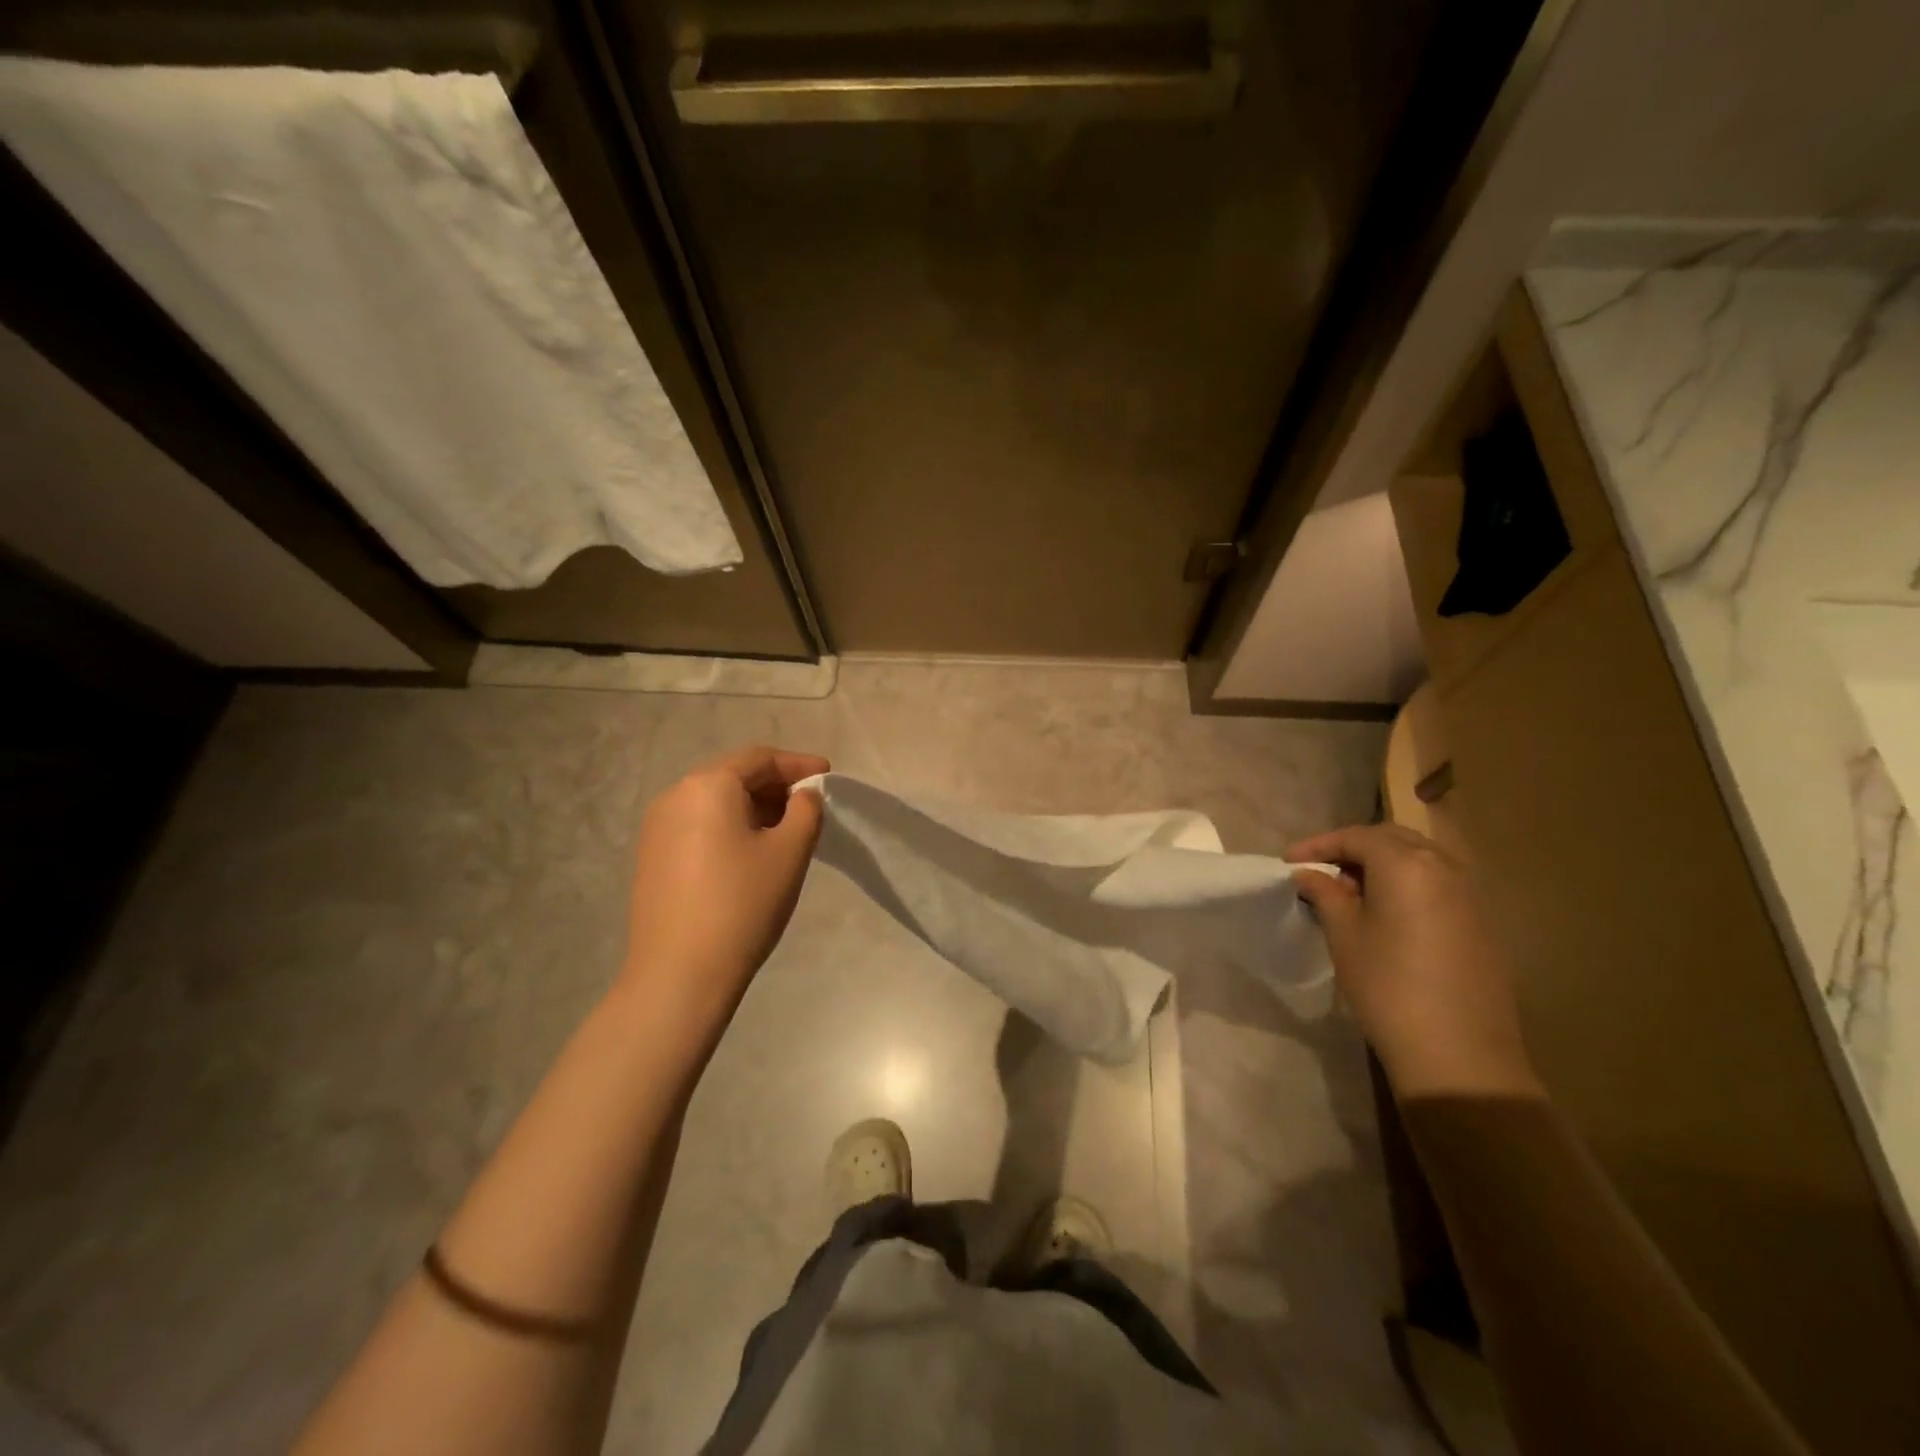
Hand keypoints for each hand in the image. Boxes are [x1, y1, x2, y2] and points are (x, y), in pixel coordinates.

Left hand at [622, 747, 828, 1026]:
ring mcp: (657, 827)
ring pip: (715, 801)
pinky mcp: (652, 856)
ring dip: (753, 806)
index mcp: (708, 785)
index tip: (829, 776)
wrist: (679, 974)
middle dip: (775, 785)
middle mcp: (675, 795)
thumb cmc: (743, 904)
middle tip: (810, 805)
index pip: (760, 758)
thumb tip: (803, 795)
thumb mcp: (790, 852)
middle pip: (734, 775)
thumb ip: (806, 810)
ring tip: (785, 830)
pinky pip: (698, 824)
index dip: (798, 765)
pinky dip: (730, 826)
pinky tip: (750, 852)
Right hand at [1289, 824, 1540, 1098]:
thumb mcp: (1344, 935)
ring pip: (1418, 860)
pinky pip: (1437, 884)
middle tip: (1320, 871)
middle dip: (1352, 848)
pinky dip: (1407, 884)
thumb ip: (1325, 894)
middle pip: (1391, 840)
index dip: (1318, 845)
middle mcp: (1444, 868)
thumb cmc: (1388, 986)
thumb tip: (1309, 874)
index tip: (1288, 862)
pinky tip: (1386, 913)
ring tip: (1350, 891)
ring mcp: (1470, 895)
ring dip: (1381, 865)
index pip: (1355, 837)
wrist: (1459, 1053)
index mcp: (1406, 864)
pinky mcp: (1482, 923)